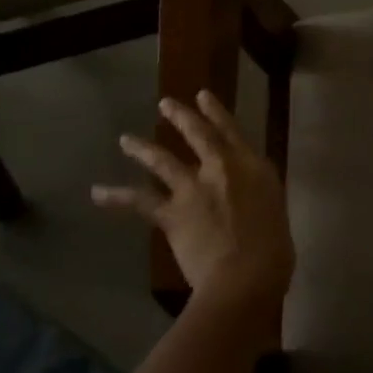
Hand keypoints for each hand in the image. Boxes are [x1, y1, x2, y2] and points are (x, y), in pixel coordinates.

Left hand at [92, 92, 295, 322]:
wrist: (245, 276)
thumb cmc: (273, 252)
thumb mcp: (274, 213)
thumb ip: (257, 199)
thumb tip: (246, 202)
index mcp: (254, 168)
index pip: (233, 132)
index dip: (216, 113)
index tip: (203, 96)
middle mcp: (222, 169)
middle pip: (198, 135)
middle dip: (182, 117)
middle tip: (165, 104)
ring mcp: (194, 188)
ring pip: (164, 161)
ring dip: (143, 148)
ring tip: (126, 140)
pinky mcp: (172, 213)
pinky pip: (139, 202)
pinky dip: (116, 197)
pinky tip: (97, 192)